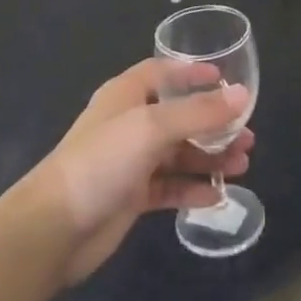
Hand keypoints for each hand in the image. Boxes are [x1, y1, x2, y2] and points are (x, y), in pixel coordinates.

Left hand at [21, 59, 253, 284]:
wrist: (54, 227)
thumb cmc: (102, 161)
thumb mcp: (152, 127)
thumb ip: (199, 112)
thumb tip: (243, 95)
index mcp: (126, 95)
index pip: (162, 73)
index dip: (191, 73)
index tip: (224, 80)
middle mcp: (129, 123)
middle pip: (178, 116)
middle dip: (212, 124)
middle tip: (246, 134)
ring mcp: (130, 162)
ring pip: (178, 153)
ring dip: (209, 157)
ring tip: (242, 165)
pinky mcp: (131, 197)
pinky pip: (170, 187)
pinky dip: (192, 188)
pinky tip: (218, 196)